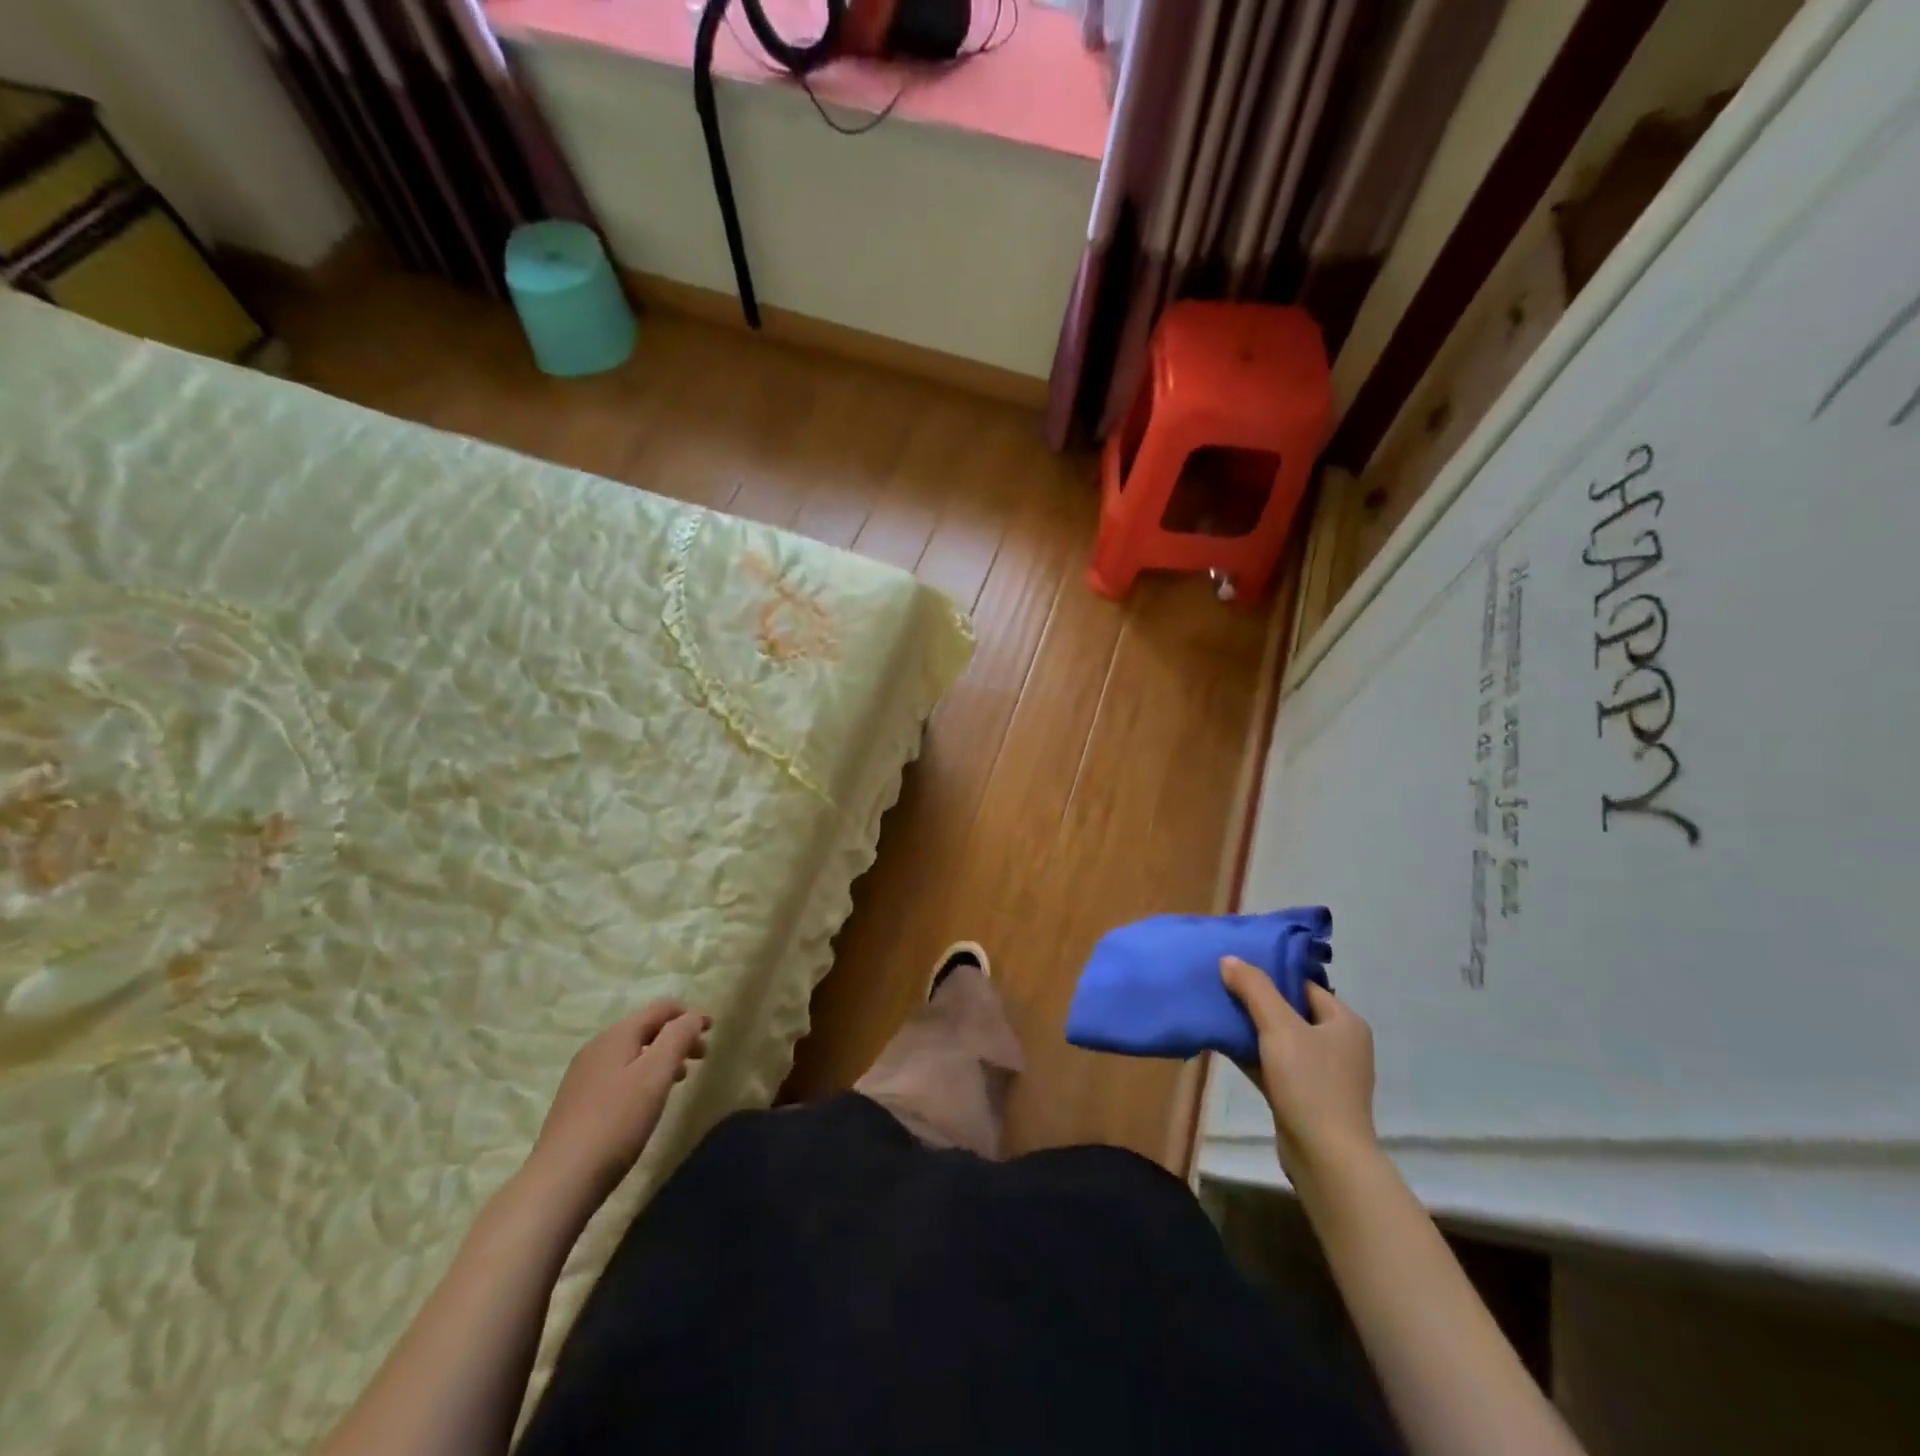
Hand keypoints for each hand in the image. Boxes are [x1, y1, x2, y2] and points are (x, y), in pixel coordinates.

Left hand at [526, 1002, 709, 1207]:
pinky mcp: (577, 1102)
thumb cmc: (616, 1122)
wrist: (560, 1182)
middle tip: (701, 1057)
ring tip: (679, 1079)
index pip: (660, 1009)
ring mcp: (583, 1075)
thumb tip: (694, 1016)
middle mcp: (597, 1048)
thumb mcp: (656, 1075)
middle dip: (677, 1037)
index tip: (712, 1030)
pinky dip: (642, 1075)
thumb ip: (678, 1038)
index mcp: (617, 1035)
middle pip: (646, 1029)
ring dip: (660, 1058)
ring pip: (632, 1053)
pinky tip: (646, 1101)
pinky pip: (619, 1074)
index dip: (690, 1015)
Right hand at [1220, 957, 1375, 1185]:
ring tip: (1216, 1010)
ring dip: (1251, 1028)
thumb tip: (1229, 959)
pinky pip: (1274, 1064)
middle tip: (1221, 986)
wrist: (1325, 1158)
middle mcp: (1338, 1044)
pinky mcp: (1304, 1096)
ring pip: (1279, 1039)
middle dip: (1255, 1000)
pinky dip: (1252, 1053)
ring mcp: (1322, 1073)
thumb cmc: (1310, 1084)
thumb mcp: (1279, 1028)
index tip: (1235, 967)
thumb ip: (1254, 989)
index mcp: (1344, 1022)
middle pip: (1290, 1011)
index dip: (1270, 974)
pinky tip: (1222, 1043)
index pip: (1302, 986)